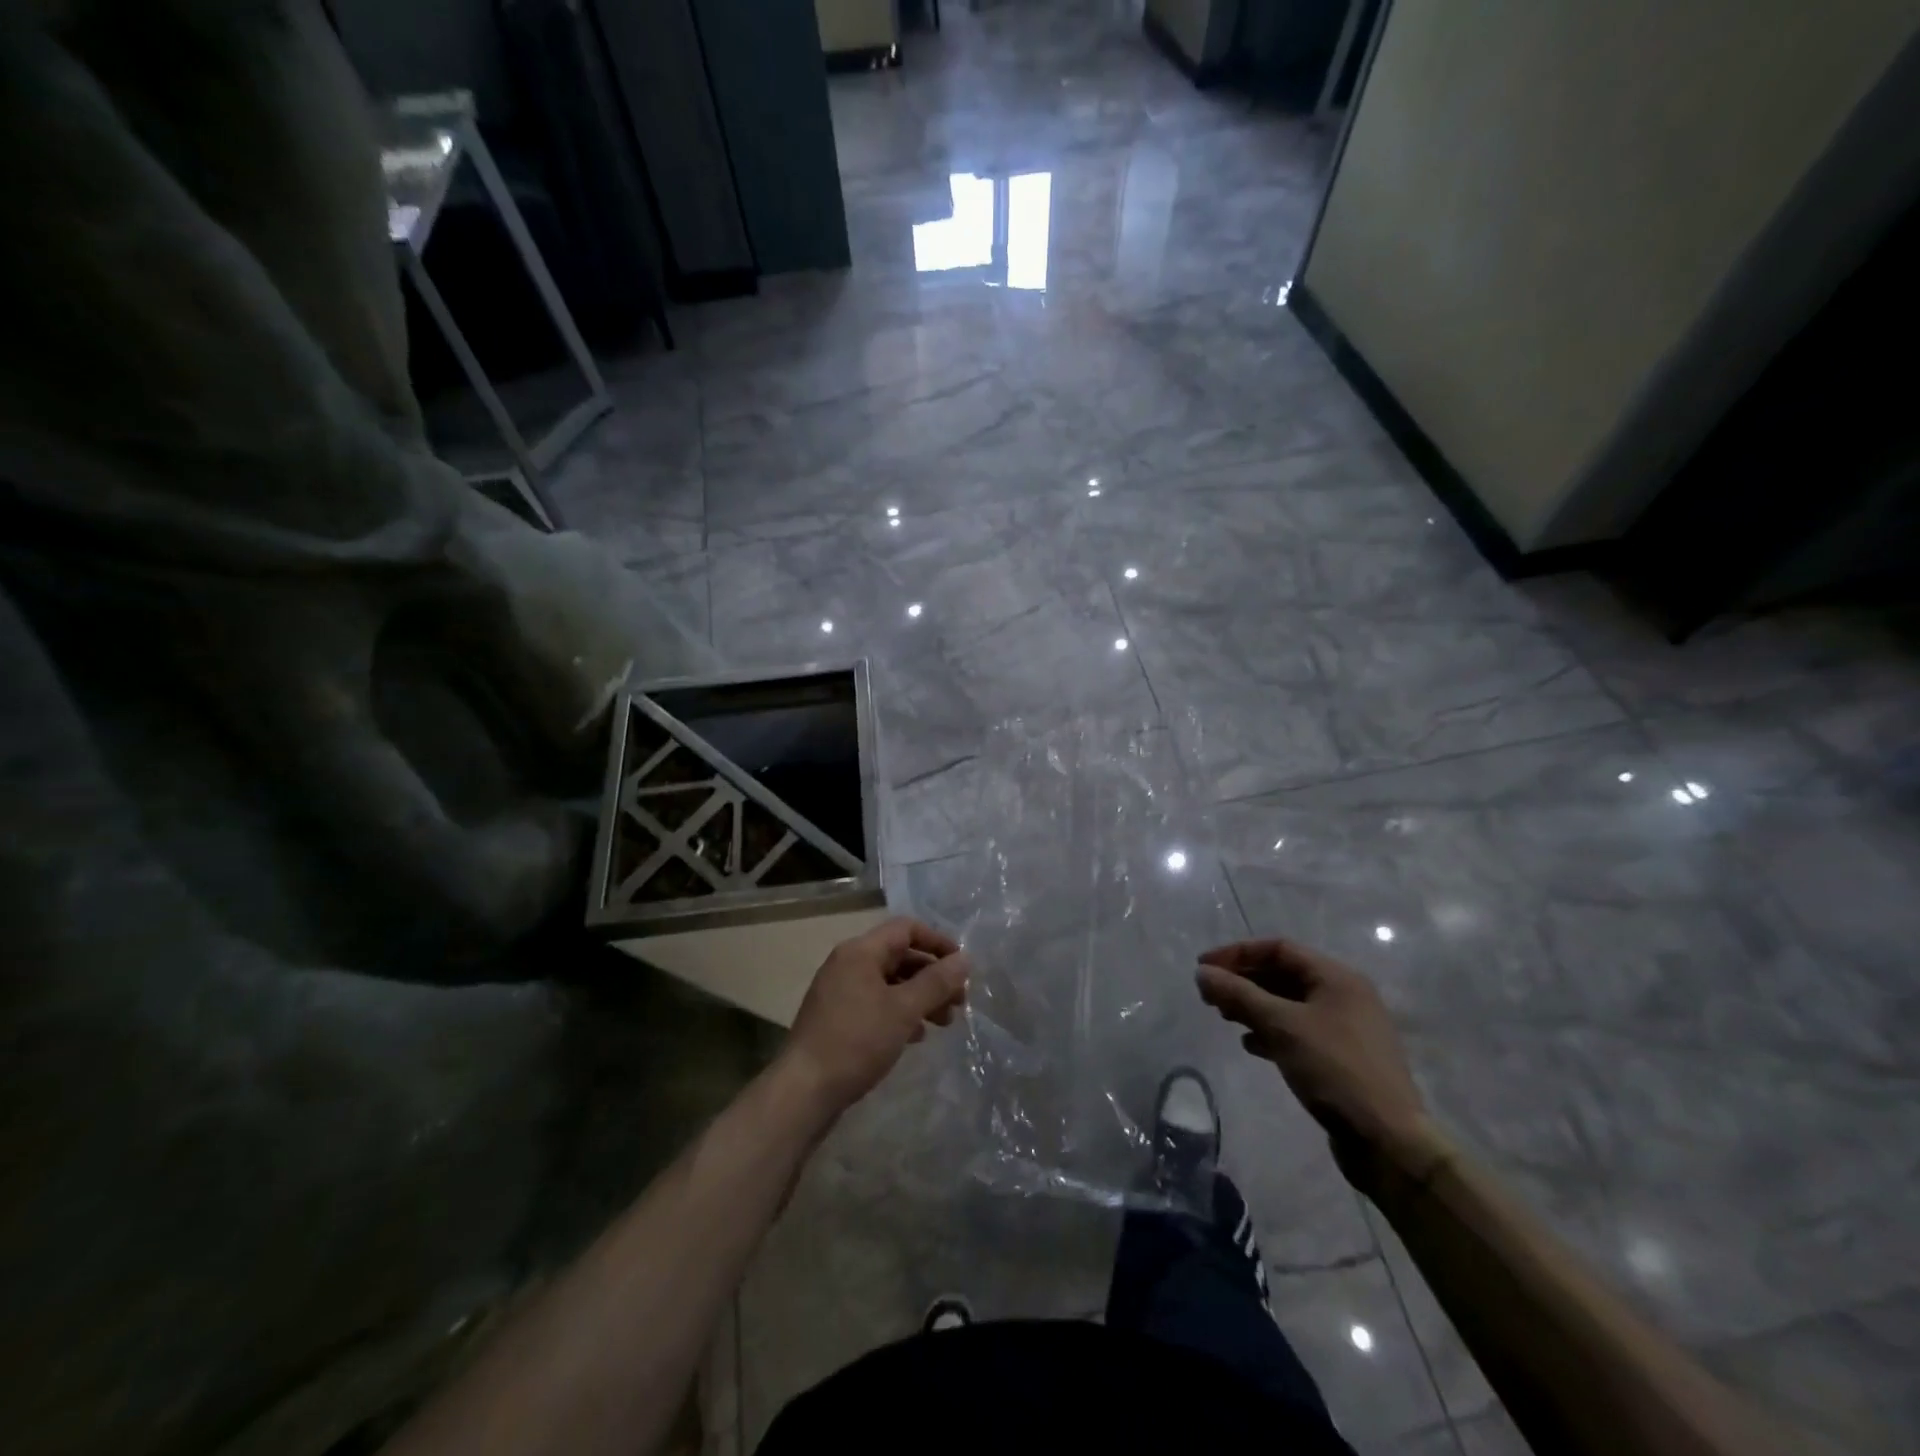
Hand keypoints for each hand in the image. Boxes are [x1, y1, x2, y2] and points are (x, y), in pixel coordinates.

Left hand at [780, 917, 969, 1115]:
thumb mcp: (903, 1010)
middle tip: (959, 1002)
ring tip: (944, 1023)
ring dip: (920, 997)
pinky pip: (877, 1004)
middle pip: (900, 956)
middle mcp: (848, 964)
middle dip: (932, 976)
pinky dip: (900, 1013)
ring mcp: (840, 992)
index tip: (962, 967)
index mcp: (860, 951)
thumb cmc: (856, 1042)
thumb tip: (964, 959)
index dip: (938, 942)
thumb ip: (936, 982)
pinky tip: (916, 1036)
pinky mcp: (838, 1019)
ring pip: (890, 983)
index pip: (906, 928)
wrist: (804, 1091)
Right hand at [1196, 939, 1449, 1188]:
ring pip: (1289, 1004)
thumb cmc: (1334, 1069)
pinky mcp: (1342, 1058)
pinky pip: (1299, 1031)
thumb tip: (1202, 973)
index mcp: (1337, 977)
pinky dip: (1272, 1031)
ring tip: (1225, 1018)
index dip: (1237, 954)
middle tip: (1210, 995)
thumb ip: (1239, 995)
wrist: (1387, 1140)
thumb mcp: (1281, 1026)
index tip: (1204, 968)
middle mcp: (1344, 995)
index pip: (1278, 948)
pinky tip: (1251, 1045)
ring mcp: (1346, 1028)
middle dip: (1244, 981)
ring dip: (1254, 1006)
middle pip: (1284, 974)